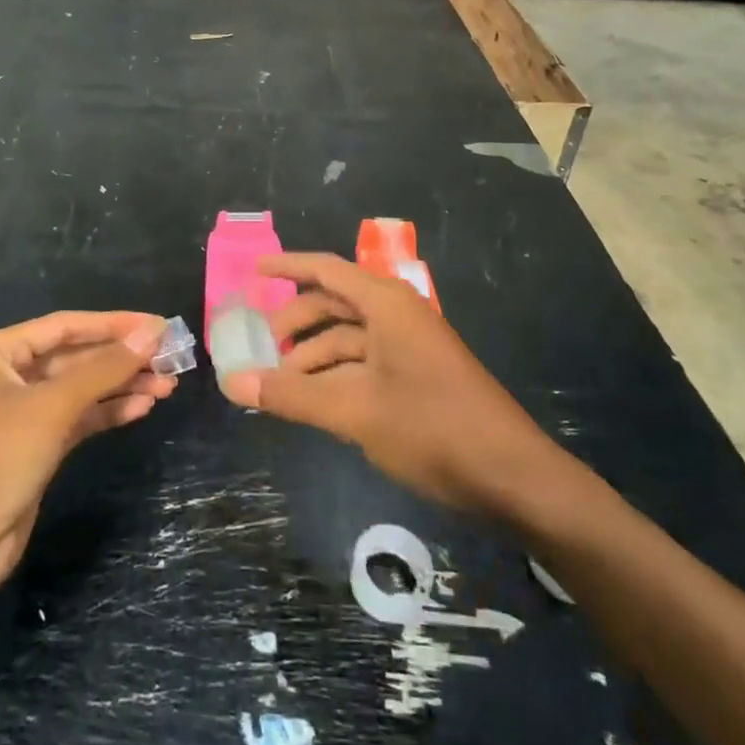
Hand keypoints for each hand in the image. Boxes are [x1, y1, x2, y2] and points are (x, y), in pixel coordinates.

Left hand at [0, 311, 174, 598]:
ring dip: (122, 385)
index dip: (115, 324)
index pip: (67, 325)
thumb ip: (104, 368)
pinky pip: (78, 419)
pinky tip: (142, 407)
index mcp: (0, 352)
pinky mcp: (35, 448)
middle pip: (77, 356)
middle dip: (122, 358)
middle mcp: (10, 375)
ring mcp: (22, 414)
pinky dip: (108, 411)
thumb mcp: (51, 406)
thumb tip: (152, 333)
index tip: (159, 326)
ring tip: (167, 385)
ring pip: (81, 389)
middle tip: (171, 359)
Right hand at [220, 254, 565, 515]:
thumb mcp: (353, 411)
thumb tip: (232, 383)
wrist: (512, 477)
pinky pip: (365, 362)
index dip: (287, 267)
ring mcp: (410, 345)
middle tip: (261, 349)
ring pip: (348, 338)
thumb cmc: (432, 428)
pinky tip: (315, 402)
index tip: (252, 273)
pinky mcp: (418, 375)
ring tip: (281, 387)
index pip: (325, 269)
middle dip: (296, 323)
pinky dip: (336, 376)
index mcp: (385, 304)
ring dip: (314, 357)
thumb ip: (291, 396)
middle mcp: (397, 314)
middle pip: (334, 304)